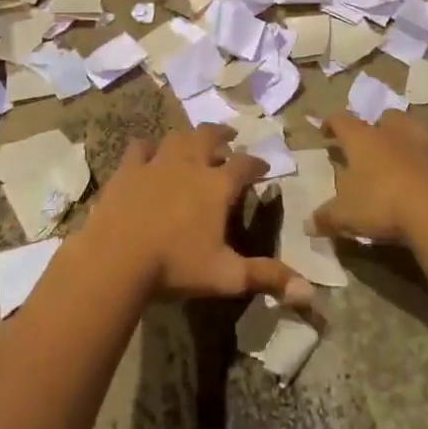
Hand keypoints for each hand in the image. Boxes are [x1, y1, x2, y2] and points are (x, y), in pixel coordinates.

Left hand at [86, 125, 313, 306]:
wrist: (117, 259)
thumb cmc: (176, 266)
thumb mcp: (227, 276)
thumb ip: (267, 278)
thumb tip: (310, 293)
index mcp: (217, 186)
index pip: (244, 165)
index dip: (257, 164)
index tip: (263, 167)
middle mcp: (190, 165)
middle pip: (209, 137)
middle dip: (222, 135)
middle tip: (229, 136)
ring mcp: (156, 163)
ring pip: (176, 138)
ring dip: (188, 137)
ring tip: (193, 140)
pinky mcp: (127, 170)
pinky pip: (139, 148)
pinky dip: (147, 147)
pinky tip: (148, 151)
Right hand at [313, 112, 427, 248]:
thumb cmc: (381, 203)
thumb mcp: (345, 215)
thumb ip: (326, 217)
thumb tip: (308, 224)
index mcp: (363, 139)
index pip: (342, 121)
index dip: (331, 124)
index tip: (325, 131)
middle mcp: (393, 134)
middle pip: (384, 118)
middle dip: (376, 126)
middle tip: (369, 141)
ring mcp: (424, 146)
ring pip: (412, 131)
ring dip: (404, 139)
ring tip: (397, 156)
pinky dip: (424, 164)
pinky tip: (419, 180)